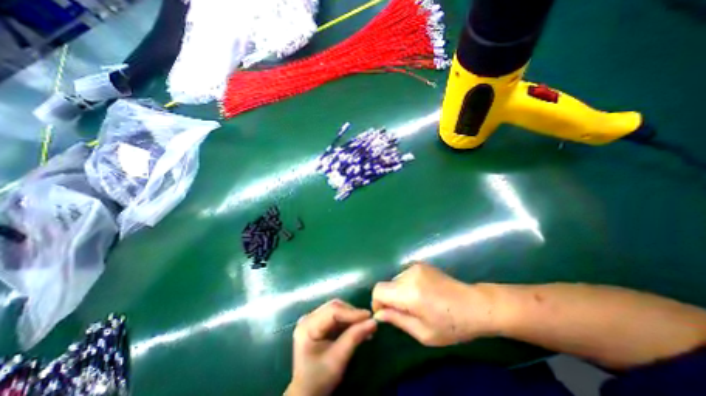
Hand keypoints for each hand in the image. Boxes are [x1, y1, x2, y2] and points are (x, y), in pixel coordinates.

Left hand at [285, 299, 377, 393]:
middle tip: (369, 322)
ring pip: (336, 310)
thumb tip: (373, 322)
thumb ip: (354, 338)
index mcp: (307, 326)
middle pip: (334, 307)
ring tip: (365, 325)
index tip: (370, 317)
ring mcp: (312, 319)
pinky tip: (357, 328)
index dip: (352, 312)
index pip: (332, 311)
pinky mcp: (317, 322)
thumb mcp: (337, 360)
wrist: (306, 393)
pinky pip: (335, 316)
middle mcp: (308, 318)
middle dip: (352, 314)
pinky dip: (347, 321)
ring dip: (351, 317)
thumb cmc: (319, 379)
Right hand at [370, 263, 494, 345]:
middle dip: (390, 299)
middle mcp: (409, 274)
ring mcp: (416, 266)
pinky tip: (422, 294)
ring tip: (416, 304)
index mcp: (409, 292)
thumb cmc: (452, 325)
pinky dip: (406, 285)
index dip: (377, 303)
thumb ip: (397, 320)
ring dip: (399, 292)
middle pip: (387, 285)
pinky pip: (404, 275)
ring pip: (395, 280)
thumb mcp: (423, 333)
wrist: (475, 304)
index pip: (378, 290)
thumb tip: (378, 314)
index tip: (386, 314)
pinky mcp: (421, 264)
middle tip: (405, 313)